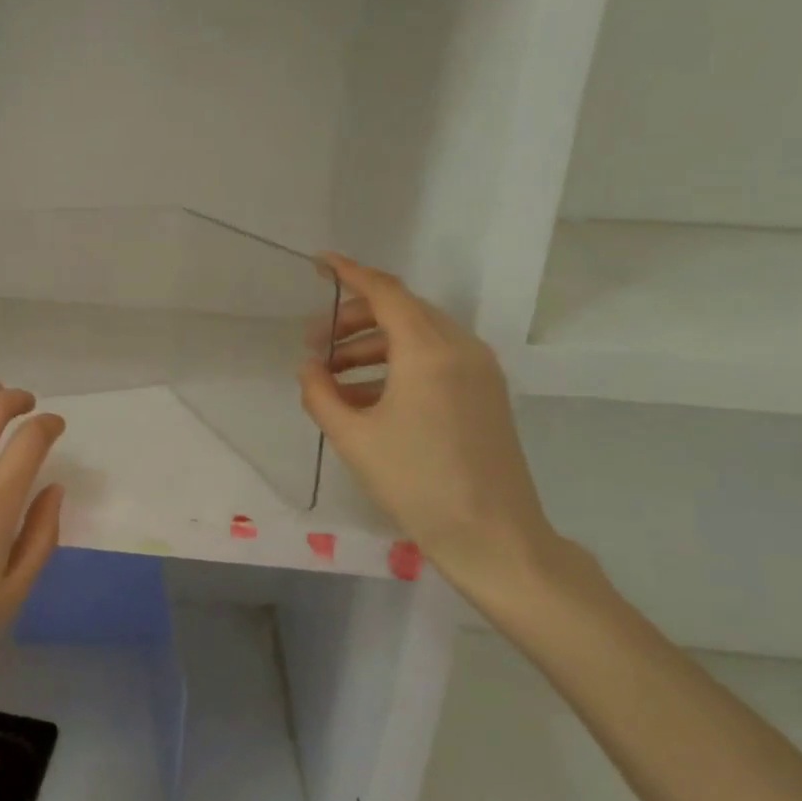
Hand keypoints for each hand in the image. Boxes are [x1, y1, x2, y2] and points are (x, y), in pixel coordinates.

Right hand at [299, 253, 568, 606]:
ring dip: (372, 345)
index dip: (349, 273)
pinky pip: (435, 361)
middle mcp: (460, 348)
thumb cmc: (417, 483)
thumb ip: (320, 393)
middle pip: (401, 310)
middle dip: (353, 319)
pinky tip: (366, 396)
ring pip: (417, 335)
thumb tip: (308, 367)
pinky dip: (397, 366)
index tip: (319, 264)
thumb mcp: (354, 438)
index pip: (385, 291)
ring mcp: (479, 371)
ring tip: (332, 375)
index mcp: (428, 350)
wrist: (493, 536)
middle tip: (314, 344)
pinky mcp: (486, 394)